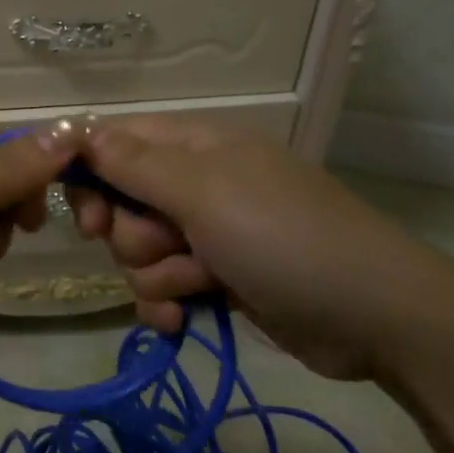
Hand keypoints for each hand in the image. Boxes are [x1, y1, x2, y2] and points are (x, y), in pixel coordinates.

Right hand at [69, 116, 453, 381]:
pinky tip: (183, 322)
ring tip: (198, 284)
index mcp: (193, 145)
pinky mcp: (218, 278)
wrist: (375, 315)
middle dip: (133, 235)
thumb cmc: (282, 236)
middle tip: (163, 247)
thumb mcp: (202, 191)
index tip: (89, 216)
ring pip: (139, 252)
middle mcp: (195, 183)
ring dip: (157, 275)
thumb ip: (133, 163)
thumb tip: (79, 130)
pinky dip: (168, 304)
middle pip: (121, 203)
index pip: (115, 143)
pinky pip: (163, 287)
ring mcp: (209, 233)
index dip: (90, 175)